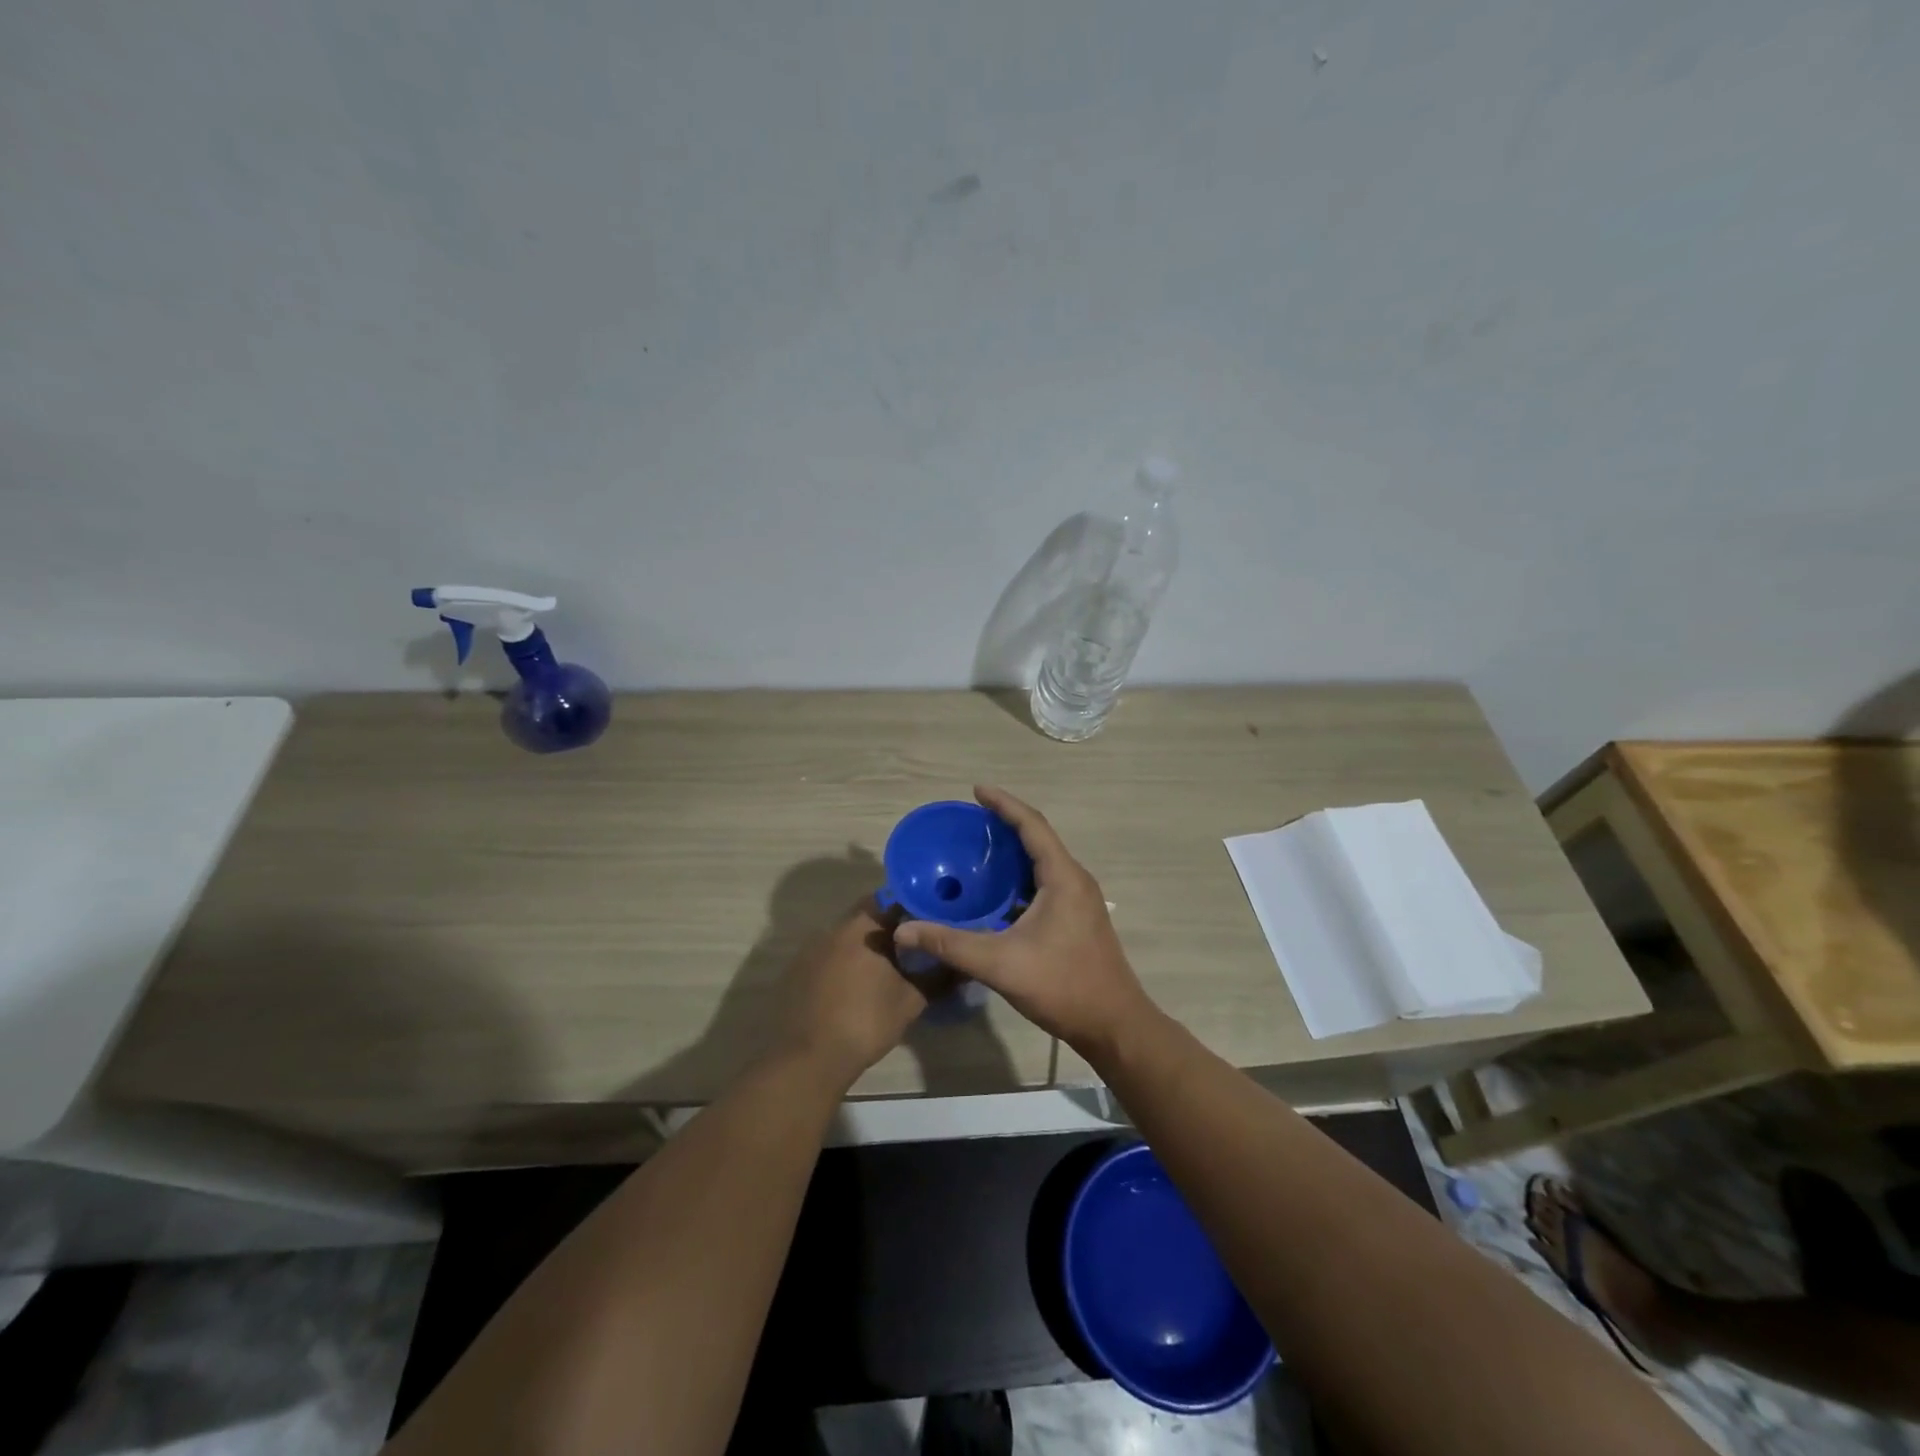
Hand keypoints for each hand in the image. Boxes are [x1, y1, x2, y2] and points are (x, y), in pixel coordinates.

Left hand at [773, 898, 931, 1090]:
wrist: (809, 1057)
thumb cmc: (866, 1021)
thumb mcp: (911, 1001)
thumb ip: (939, 978)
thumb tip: (963, 966)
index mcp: (865, 927)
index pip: (894, 900)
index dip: (914, 909)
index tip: (930, 921)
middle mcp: (836, 928)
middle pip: (869, 916)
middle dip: (890, 928)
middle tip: (913, 946)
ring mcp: (812, 948)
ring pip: (847, 936)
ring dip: (866, 945)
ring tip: (887, 967)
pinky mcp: (797, 970)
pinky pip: (828, 955)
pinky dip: (844, 963)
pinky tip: (855, 986)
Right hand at [893, 786, 1155, 1053]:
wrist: (1114, 1025)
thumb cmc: (1062, 986)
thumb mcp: (1000, 964)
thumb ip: (950, 944)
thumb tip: (904, 929)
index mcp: (1063, 877)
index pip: (1032, 825)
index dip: (1004, 804)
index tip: (976, 790)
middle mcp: (1075, 880)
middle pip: (1038, 839)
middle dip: (1005, 824)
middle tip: (969, 821)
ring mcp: (1079, 900)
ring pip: (1042, 863)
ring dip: (1013, 853)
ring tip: (977, 850)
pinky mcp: (1077, 919)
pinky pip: (1045, 884)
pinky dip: (1019, 878)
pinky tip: (995, 893)